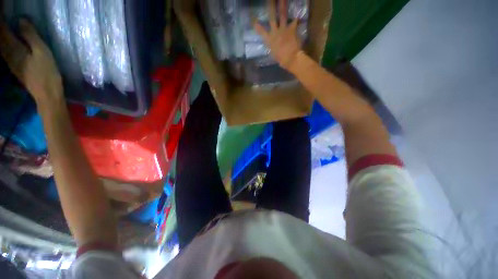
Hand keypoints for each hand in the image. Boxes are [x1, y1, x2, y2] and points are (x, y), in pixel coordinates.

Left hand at [0, 19, 62, 104]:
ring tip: (3, 29)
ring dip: (1, 37)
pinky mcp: (14, 67)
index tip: (2, 10)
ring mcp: (11, 62)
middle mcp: (9, 54)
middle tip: (2, 18)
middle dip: (1, 29)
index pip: (4, 31)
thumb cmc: (46, 72)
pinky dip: (3, 44)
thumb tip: (21, 20)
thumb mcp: (42, 52)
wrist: (47, 94)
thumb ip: (31, 36)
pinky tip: (5, 42)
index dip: (3, 22)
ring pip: (1, 45)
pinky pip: (4, 52)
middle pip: (1, 38)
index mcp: (15, 48)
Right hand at [253, 0, 301, 70]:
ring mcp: (284, 29)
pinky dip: (297, 19)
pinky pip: (295, 21)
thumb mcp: (273, 53)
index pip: (261, 31)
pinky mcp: (292, 29)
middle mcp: (275, 31)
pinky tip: (298, 16)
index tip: (253, 19)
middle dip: (271, 7)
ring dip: (283, 5)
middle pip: (272, 17)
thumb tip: (274, 44)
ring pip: (283, 15)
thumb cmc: (280, 59)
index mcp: (269, 39)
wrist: (290, 57)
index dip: (256, 25)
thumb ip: (273, 45)